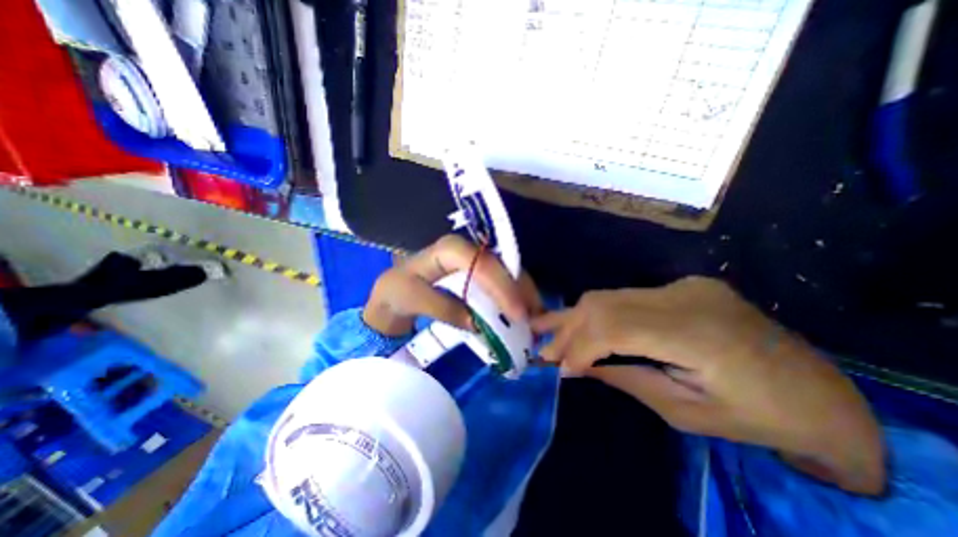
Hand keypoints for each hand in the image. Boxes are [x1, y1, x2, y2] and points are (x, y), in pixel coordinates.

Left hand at [361, 235, 542, 335]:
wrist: (396, 289)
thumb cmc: (400, 290)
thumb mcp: (412, 298)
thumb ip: (443, 308)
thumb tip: (477, 323)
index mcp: (449, 250)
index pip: (481, 265)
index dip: (501, 287)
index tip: (517, 314)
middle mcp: (467, 249)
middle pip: (501, 267)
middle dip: (520, 292)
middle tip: (535, 319)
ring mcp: (475, 260)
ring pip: (507, 273)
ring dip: (522, 295)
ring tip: (535, 319)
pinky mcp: (479, 272)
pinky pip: (503, 282)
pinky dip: (514, 297)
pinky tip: (522, 312)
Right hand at [531, 277, 882, 494]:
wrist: (819, 392)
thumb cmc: (757, 417)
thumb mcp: (684, 412)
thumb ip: (625, 379)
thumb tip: (576, 367)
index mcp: (697, 334)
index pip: (615, 328)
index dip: (580, 345)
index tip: (558, 367)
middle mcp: (686, 298)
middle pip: (606, 303)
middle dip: (568, 328)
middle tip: (543, 348)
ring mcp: (684, 286)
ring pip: (611, 295)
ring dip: (577, 317)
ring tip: (548, 331)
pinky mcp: (681, 286)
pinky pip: (625, 298)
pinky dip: (599, 314)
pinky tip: (581, 326)